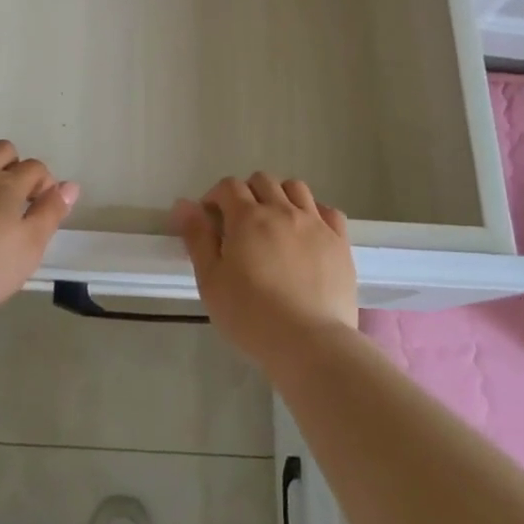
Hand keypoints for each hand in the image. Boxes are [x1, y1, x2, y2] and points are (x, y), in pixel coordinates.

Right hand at [171, 174, 358, 371]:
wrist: (310, 343)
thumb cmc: (251, 315)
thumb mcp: (211, 280)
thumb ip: (197, 238)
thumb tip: (183, 204)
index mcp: (247, 217)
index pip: (228, 186)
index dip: (215, 197)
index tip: (210, 219)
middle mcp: (282, 210)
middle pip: (263, 180)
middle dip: (247, 192)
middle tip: (240, 222)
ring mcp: (315, 224)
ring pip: (296, 188)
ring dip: (280, 195)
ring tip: (274, 222)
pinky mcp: (340, 242)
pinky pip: (328, 211)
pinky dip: (314, 212)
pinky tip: (307, 231)